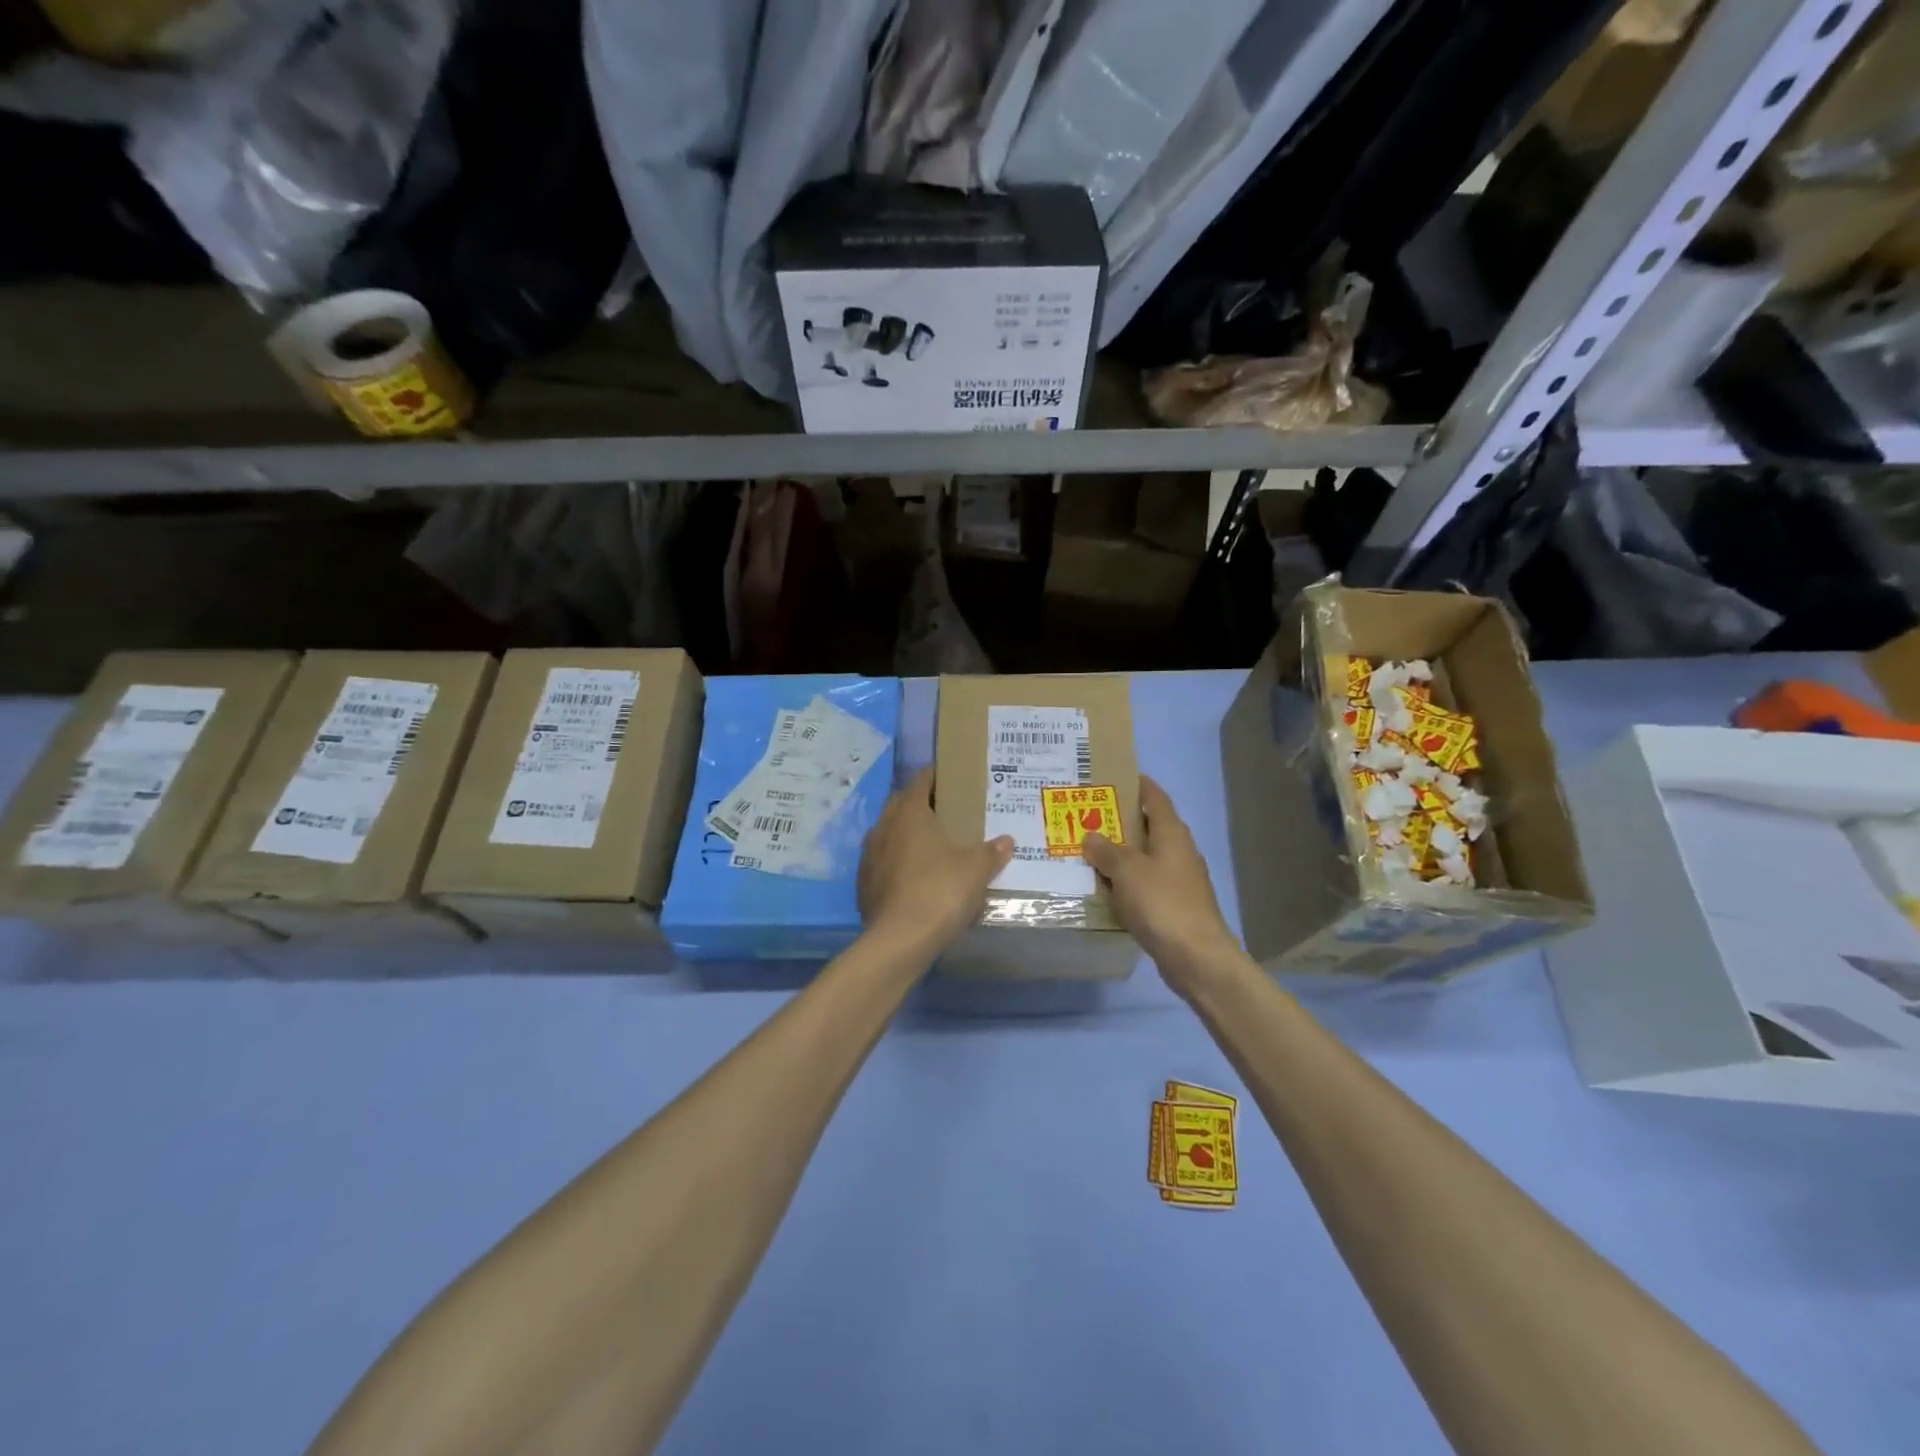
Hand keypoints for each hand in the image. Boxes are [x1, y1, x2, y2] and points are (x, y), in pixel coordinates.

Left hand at [858, 768, 1013, 958]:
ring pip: (889, 833)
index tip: (952, 777)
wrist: (898, 941)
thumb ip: (991, 853)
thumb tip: (1006, 841)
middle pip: (902, 804)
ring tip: (931, 844)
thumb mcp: (975, 871)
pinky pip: (883, 862)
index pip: (921, 780)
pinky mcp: (864, 883)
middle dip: (921, 803)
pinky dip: (898, 862)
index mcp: (910, 813)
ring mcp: (869, 856)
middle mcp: (884, 827)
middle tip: (946, 811)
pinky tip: (914, 877)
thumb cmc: (939, 893)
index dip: (937, 775)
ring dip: (906, 833)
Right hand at [1082, 776, 1240, 995]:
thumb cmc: (1162, 903)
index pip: (1155, 797)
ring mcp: (1178, 881)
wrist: (1196, 957)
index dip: (1136, 784)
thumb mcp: (1127, 871)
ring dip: (1119, 855)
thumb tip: (1091, 836)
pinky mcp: (1173, 906)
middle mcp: (1178, 852)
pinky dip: (1125, 883)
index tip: (1112, 777)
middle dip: (1119, 822)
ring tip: (1086, 852)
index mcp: (1172, 834)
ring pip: (1144, 859)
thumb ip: (1106, 851)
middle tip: (1086, 817)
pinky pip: (1144, 885)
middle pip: (1148, 827)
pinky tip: (1103, 890)